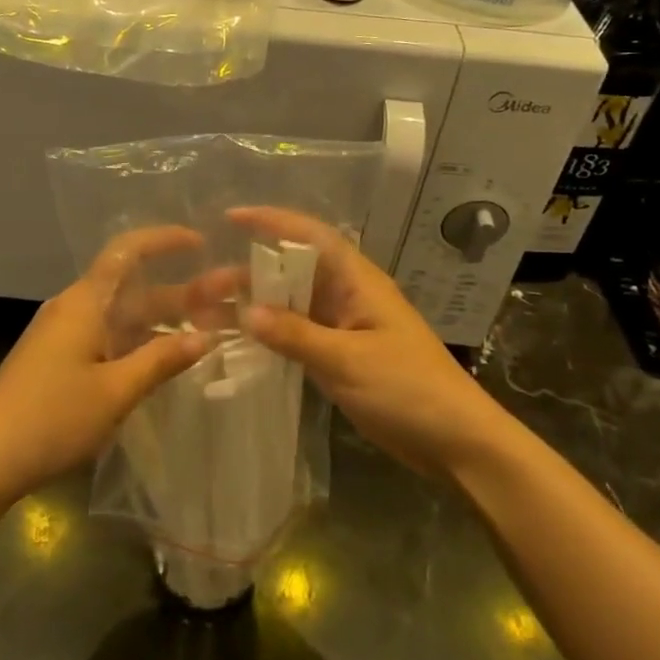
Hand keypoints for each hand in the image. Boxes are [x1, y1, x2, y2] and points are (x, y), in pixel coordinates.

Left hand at [0, 227, 214, 505]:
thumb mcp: (115, 391)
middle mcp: (74, 309)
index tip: (202, 244)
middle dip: (180, 291)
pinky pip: (110, 337)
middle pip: (133, 287)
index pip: (127, 252)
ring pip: (123, 315)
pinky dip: (142, 342)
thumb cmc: (50, 419)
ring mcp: (65, 336)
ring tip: (211, 329)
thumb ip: (161, 360)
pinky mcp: (60, 360)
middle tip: (228, 300)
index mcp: (84, 303)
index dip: (164, 240)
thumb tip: (205, 337)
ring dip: (164, 320)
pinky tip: (168, 358)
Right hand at [229, 206, 501, 478]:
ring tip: (208, 315)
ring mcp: (343, 327)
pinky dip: (269, 334)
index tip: (231, 218)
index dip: (273, 222)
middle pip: (292, 272)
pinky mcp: (340, 356)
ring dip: (254, 305)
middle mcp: (348, 297)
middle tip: (203, 288)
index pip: (312, 236)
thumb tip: (245, 311)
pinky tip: (239, 341)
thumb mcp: (348, 360)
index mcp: (358, 282)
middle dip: (248, 273)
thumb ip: (296, 335)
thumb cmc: (409, 390)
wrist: (455, 441)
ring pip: (290, 305)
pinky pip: (297, 334)